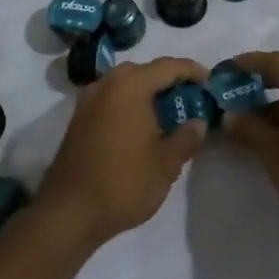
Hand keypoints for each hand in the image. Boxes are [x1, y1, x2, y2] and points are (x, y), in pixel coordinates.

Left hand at [32, 56, 208, 251]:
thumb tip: (198, 122)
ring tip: (168, 112)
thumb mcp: (166, 164)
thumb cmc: (123, 183)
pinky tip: (141, 125)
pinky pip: (111, 97)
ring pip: (124, 83)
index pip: (167, 66)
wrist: (68, 212)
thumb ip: (186, 138)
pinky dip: (129, 102)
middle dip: (168, 80)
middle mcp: (106, 84)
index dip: (191, 71)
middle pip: (144, 70)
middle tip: (190, 97)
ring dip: (147, 91)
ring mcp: (88, 100)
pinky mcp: (78, 118)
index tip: (210, 81)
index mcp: (130, 86)